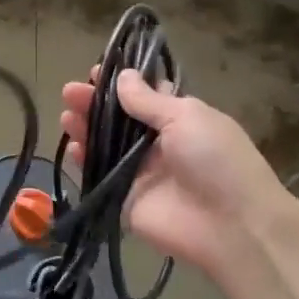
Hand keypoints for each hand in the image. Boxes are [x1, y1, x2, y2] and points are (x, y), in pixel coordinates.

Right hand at [60, 69, 294, 278]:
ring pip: (106, 146)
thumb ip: (148, 100)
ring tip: (66, 115)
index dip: (122, 84)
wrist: (232, 226)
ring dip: (86, 128)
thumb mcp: (186, 117)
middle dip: (95, 104)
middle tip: (70, 92)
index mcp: (180, 120)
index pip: (145, 96)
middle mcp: (159, 144)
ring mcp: (141, 173)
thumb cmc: (215, 160)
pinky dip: (85, 162)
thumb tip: (123, 77)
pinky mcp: (125, 201)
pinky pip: (100, 177)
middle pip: (120, 120)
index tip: (97, 72)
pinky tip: (73, 147)